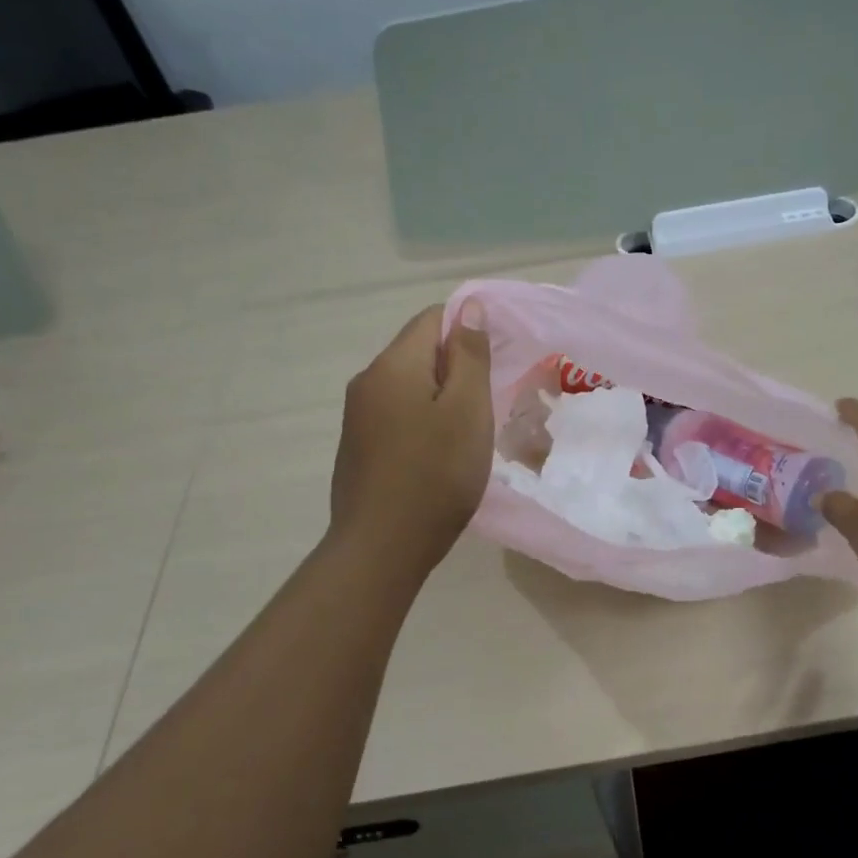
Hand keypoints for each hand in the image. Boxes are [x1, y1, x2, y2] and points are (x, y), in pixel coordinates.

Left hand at [328, 303, 492, 574]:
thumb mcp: (467, 411)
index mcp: (393, 366)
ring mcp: (358, 416)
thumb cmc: (435, 476)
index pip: (432, 319)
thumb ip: (470, 356)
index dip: (469, 329)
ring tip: (472, 429)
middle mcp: (367, 382)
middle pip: (418, 351)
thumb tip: (470, 309)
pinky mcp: (359, 447)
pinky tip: (442, 452)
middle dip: (457, 366)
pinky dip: (423, 420)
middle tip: (492, 399)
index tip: (499, 361)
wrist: (381, 548)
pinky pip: (397, 414)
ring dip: (442, 396)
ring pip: (409, 385)